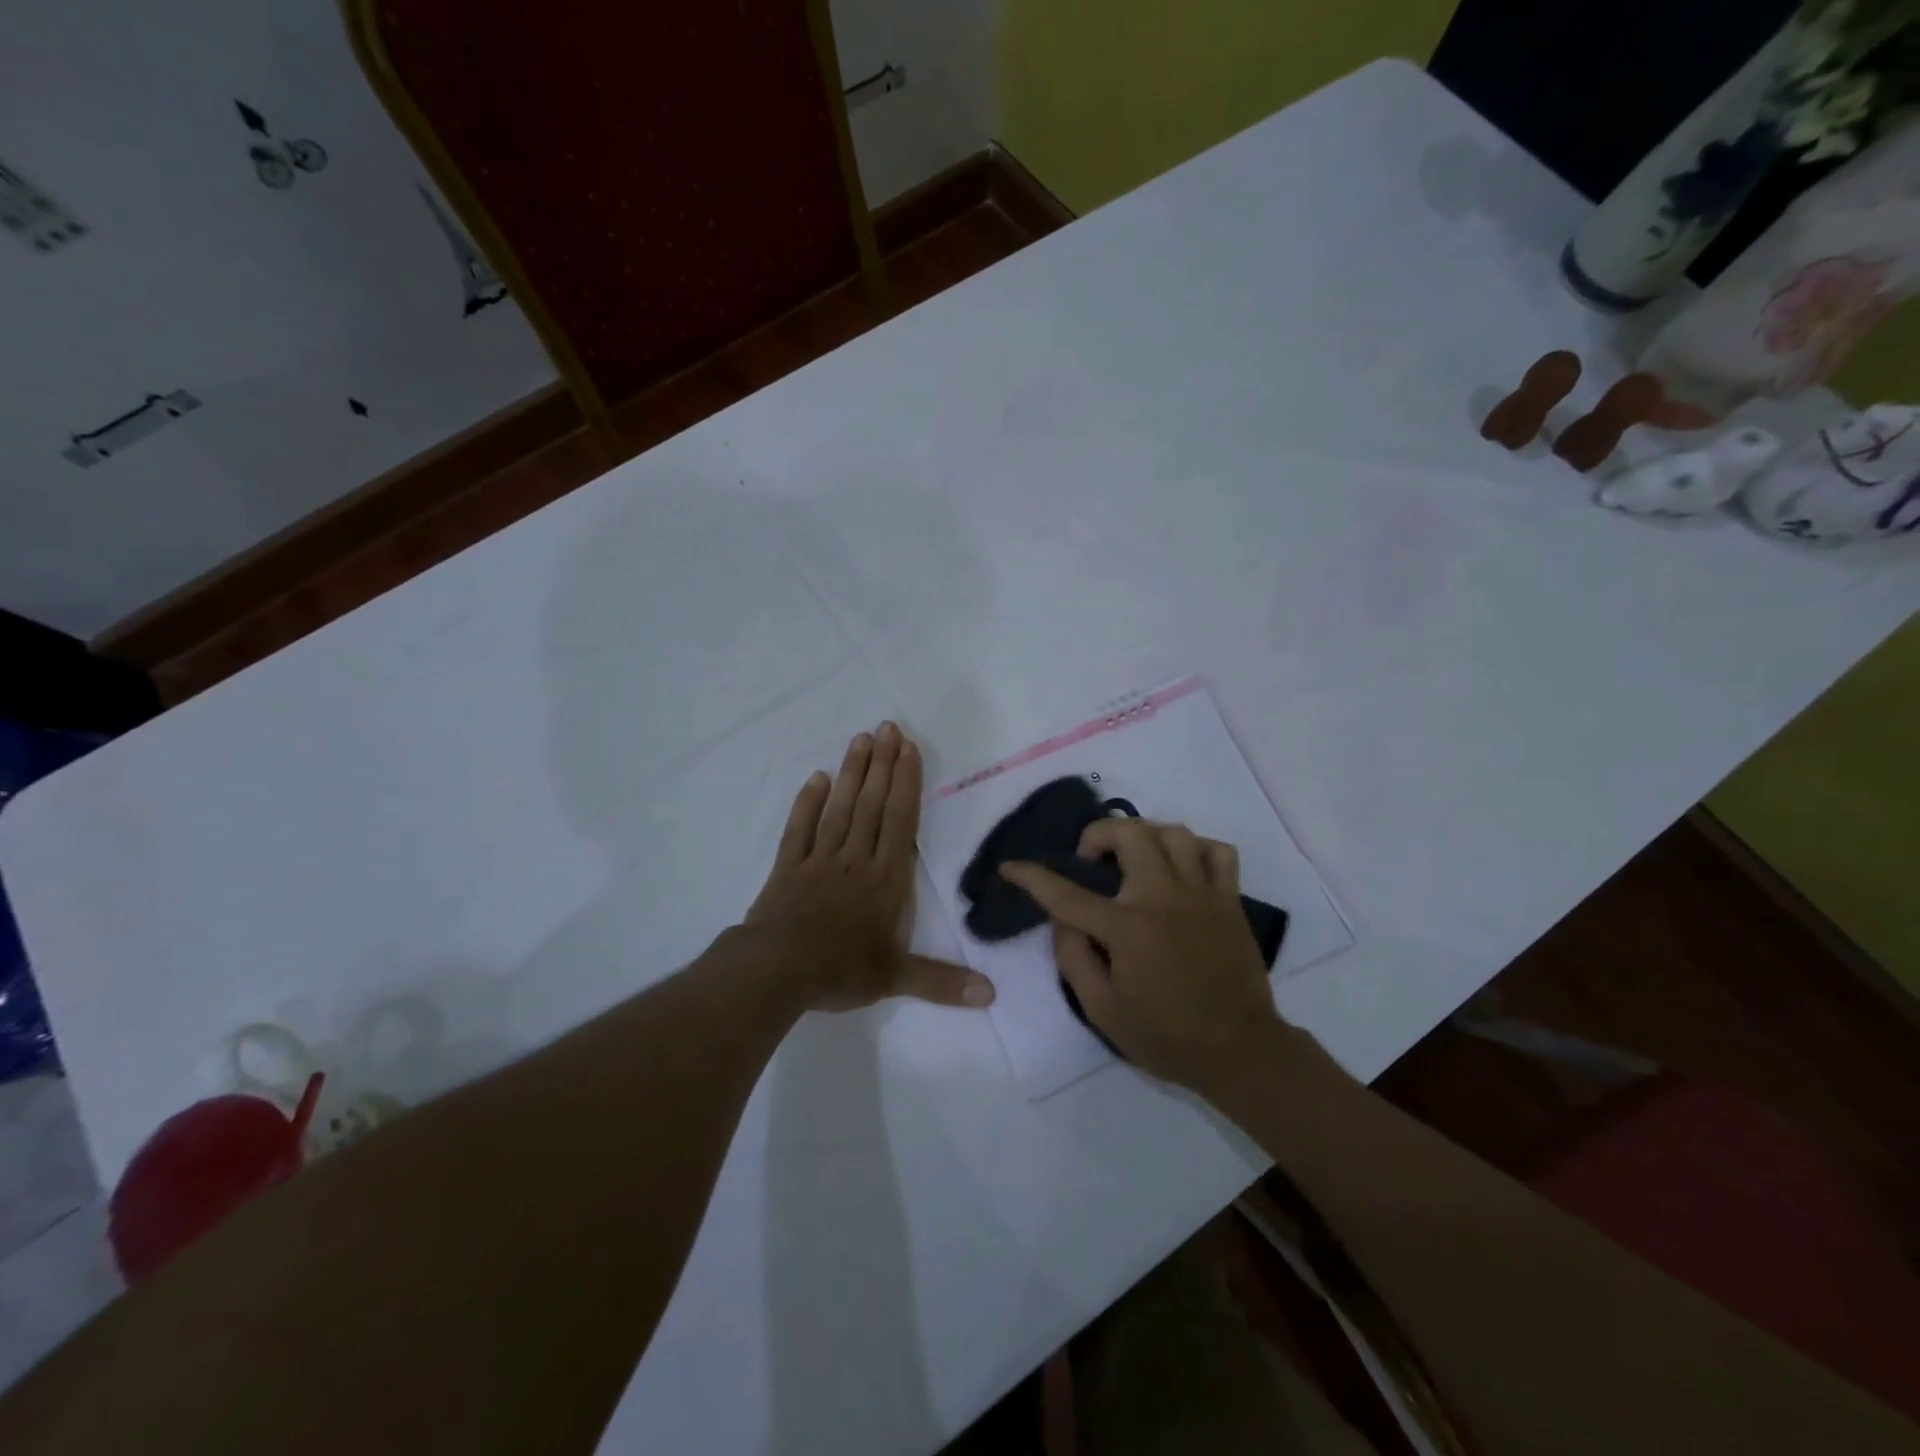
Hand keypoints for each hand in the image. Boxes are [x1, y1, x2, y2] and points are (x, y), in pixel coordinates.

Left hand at [745, 722, 994, 1012]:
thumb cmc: (840, 970)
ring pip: (840, 808)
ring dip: (852, 773)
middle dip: (882, 765)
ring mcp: (819, 860)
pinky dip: (808, 803)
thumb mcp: (895, 979)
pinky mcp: (788, 867)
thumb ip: (942, 982)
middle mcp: (856, 860)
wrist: (776, 971)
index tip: (908, 748)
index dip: (906, 783)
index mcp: (885, 880)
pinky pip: (800, 828)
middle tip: (887, 726)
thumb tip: (991, 995)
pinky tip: (816, 778)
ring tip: (860, 739)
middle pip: (871, 804)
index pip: (900, 821)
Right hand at [1001, 820, 1289, 1092]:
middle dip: (1097, 835)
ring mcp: (1202, 894)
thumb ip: (1074, 960)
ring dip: (1144, 836)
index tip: (1011, 867)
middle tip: (1091, 862)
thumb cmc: (1166, 1036)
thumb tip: (1061, 922)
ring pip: (1173, 832)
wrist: (1240, 1051)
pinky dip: (1196, 849)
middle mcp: (1163, 899)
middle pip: (1128, 833)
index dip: (1032, 876)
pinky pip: (1218, 851)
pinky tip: (1181, 869)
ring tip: (1134, 860)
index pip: (1066, 894)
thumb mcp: (1102, 1011)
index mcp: (1127, 929)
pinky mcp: (1230, 900)